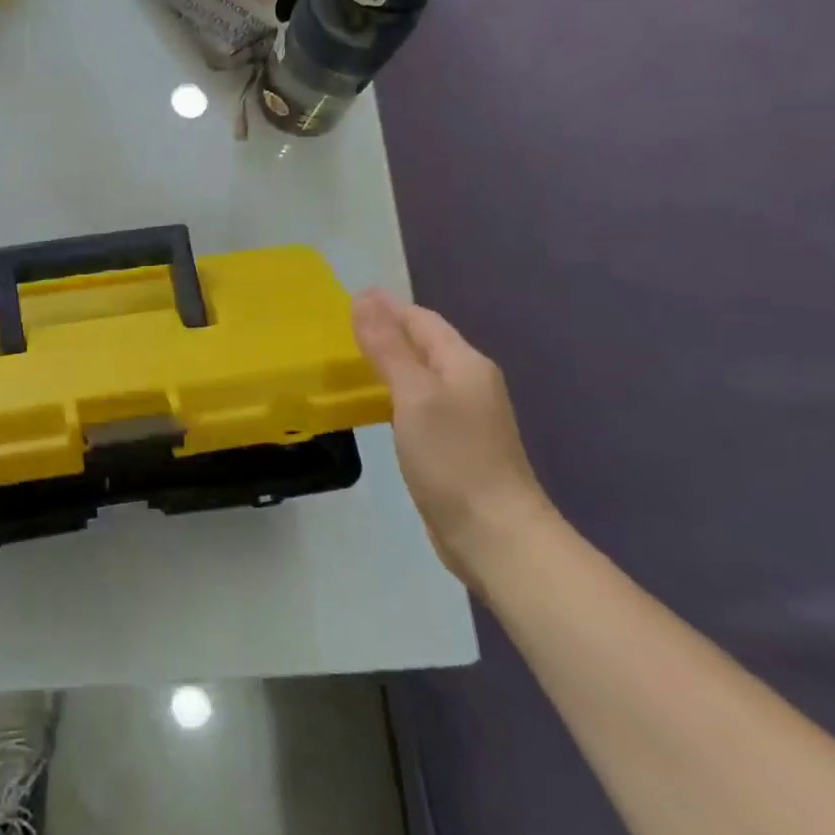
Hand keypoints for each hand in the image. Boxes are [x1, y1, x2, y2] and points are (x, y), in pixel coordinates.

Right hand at [352, 289, 551, 588]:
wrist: (495, 536)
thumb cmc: (454, 458)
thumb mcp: (414, 395)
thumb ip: (388, 347)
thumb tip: (365, 298)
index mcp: (464, 363)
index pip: (421, 320)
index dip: (386, 308)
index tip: (346, 302)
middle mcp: (469, 382)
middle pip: (423, 344)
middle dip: (386, 332)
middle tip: (339, 330)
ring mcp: (466, 416)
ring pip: (421, 375)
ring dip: (388, 363)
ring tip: (348, 363)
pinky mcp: (456, 445)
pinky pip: (420, 404)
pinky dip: (394, 394)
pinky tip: (374, 405)